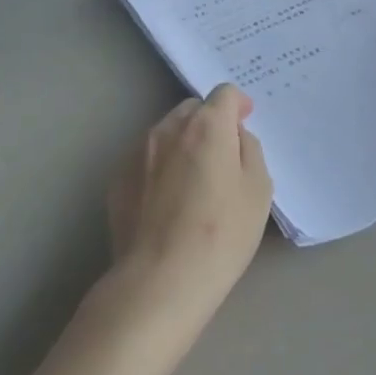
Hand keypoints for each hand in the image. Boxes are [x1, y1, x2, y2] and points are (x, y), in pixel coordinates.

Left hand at [105, 85, 273, 339]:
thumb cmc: (221, 234)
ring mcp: (137, 151)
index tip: (244, 122)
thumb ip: (249, 150)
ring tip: (192, 182)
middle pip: (192, 109)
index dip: (237, 105)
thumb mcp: (258, 190)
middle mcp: (168, 128)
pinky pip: (145, 159)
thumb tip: (234, 136)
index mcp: (207, 125)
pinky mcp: (117, 178)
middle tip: (221, 156)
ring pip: (166, 133)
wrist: (159, 280)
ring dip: (182, 143)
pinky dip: (159, 167)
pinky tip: (166, 202)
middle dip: (209, 122)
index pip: (224, 93)